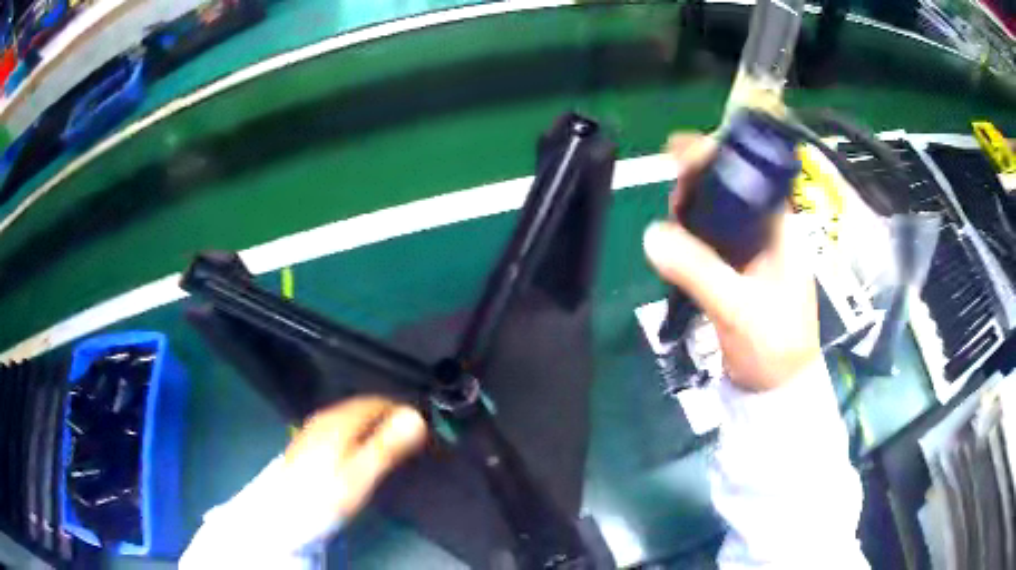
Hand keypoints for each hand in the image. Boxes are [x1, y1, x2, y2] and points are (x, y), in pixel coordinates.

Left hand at [284, 397, 426, 519]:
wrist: (284, 514)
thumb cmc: (326, 495)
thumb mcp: (361, 474)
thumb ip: (388, 445)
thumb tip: (416, 417)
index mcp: (340, 420)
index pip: (377, 402)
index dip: (401, 412)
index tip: (421, 430)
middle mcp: (325, 417)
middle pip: (362, 408)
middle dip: (387, 418)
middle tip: (409, 440)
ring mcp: (313, 428)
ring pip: (350, 417)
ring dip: (371, 426)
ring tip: (388, 447)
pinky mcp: (307, 442)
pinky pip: (339, 428)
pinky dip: (356, 434)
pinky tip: (358, 452)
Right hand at [643, 134, 819, 391]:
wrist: (777, 390)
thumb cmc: (774, 345)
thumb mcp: (739, 307)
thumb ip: (698, 270)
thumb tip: (651, 235)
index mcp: (781, 229)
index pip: (751, 176)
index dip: (717, 158)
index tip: (679, 151)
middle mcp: (769, 233)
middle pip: (731, 190)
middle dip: (700, 184)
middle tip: (673, 199)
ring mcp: (753, 252)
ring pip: (718, 216)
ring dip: (693, 212)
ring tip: (671, 222)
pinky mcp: (738, 272)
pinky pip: (711, 242)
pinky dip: (692, 237)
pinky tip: (676, 243)